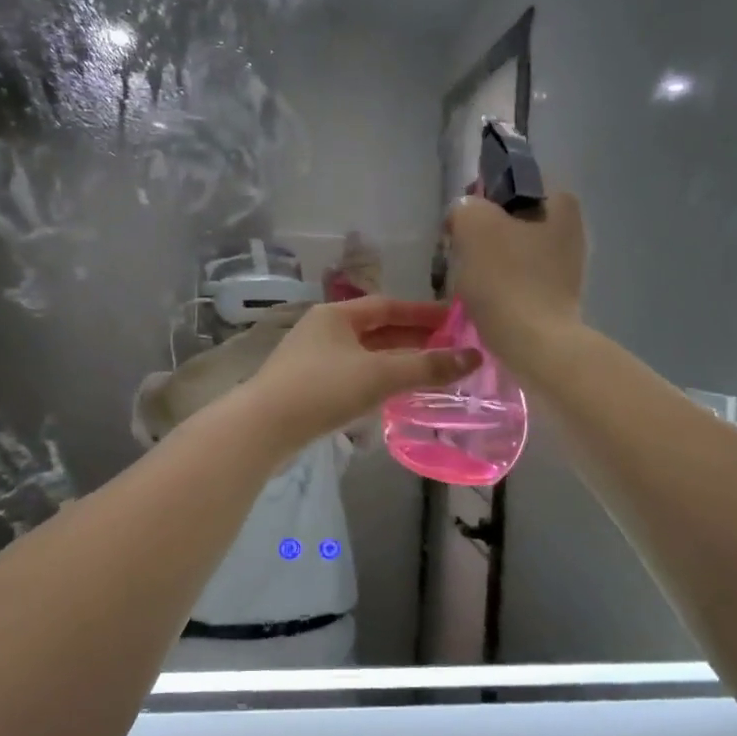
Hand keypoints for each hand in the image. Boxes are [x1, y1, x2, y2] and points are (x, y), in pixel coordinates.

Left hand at [239, 297, 481, 453]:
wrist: (262, 428)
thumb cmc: (322, 390)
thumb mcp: (380, 375)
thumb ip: (426, 367)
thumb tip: (474, 357)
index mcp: (336, 315)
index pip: (388, 306)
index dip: (423, 313)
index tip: (455, 320)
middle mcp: (323, 330)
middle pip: (377, 330)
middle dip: (413, 339)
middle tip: (450, 349)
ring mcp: (313, 360)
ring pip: (365, 356)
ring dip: (397, 362)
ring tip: (430, 372)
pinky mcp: (308, 388)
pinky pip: (353, 377)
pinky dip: (378, 381)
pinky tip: (394, 396)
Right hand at [444, 191, 586, 374]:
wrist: (535, 345)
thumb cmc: (507, 279)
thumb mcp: (474, 225)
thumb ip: (466, 207)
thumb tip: (466, 215)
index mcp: (560, 202)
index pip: (513, 182)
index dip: (482, 197)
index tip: (462, 222)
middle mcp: (571, 229)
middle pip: (513, 220)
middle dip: (485, 234)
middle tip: (460, 253)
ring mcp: (568, 266)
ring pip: (514, 252)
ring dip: (490, 263)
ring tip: (469, 281)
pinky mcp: (557, 297)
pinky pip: (519, 280)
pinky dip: (501, 287)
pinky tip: (486, 302)